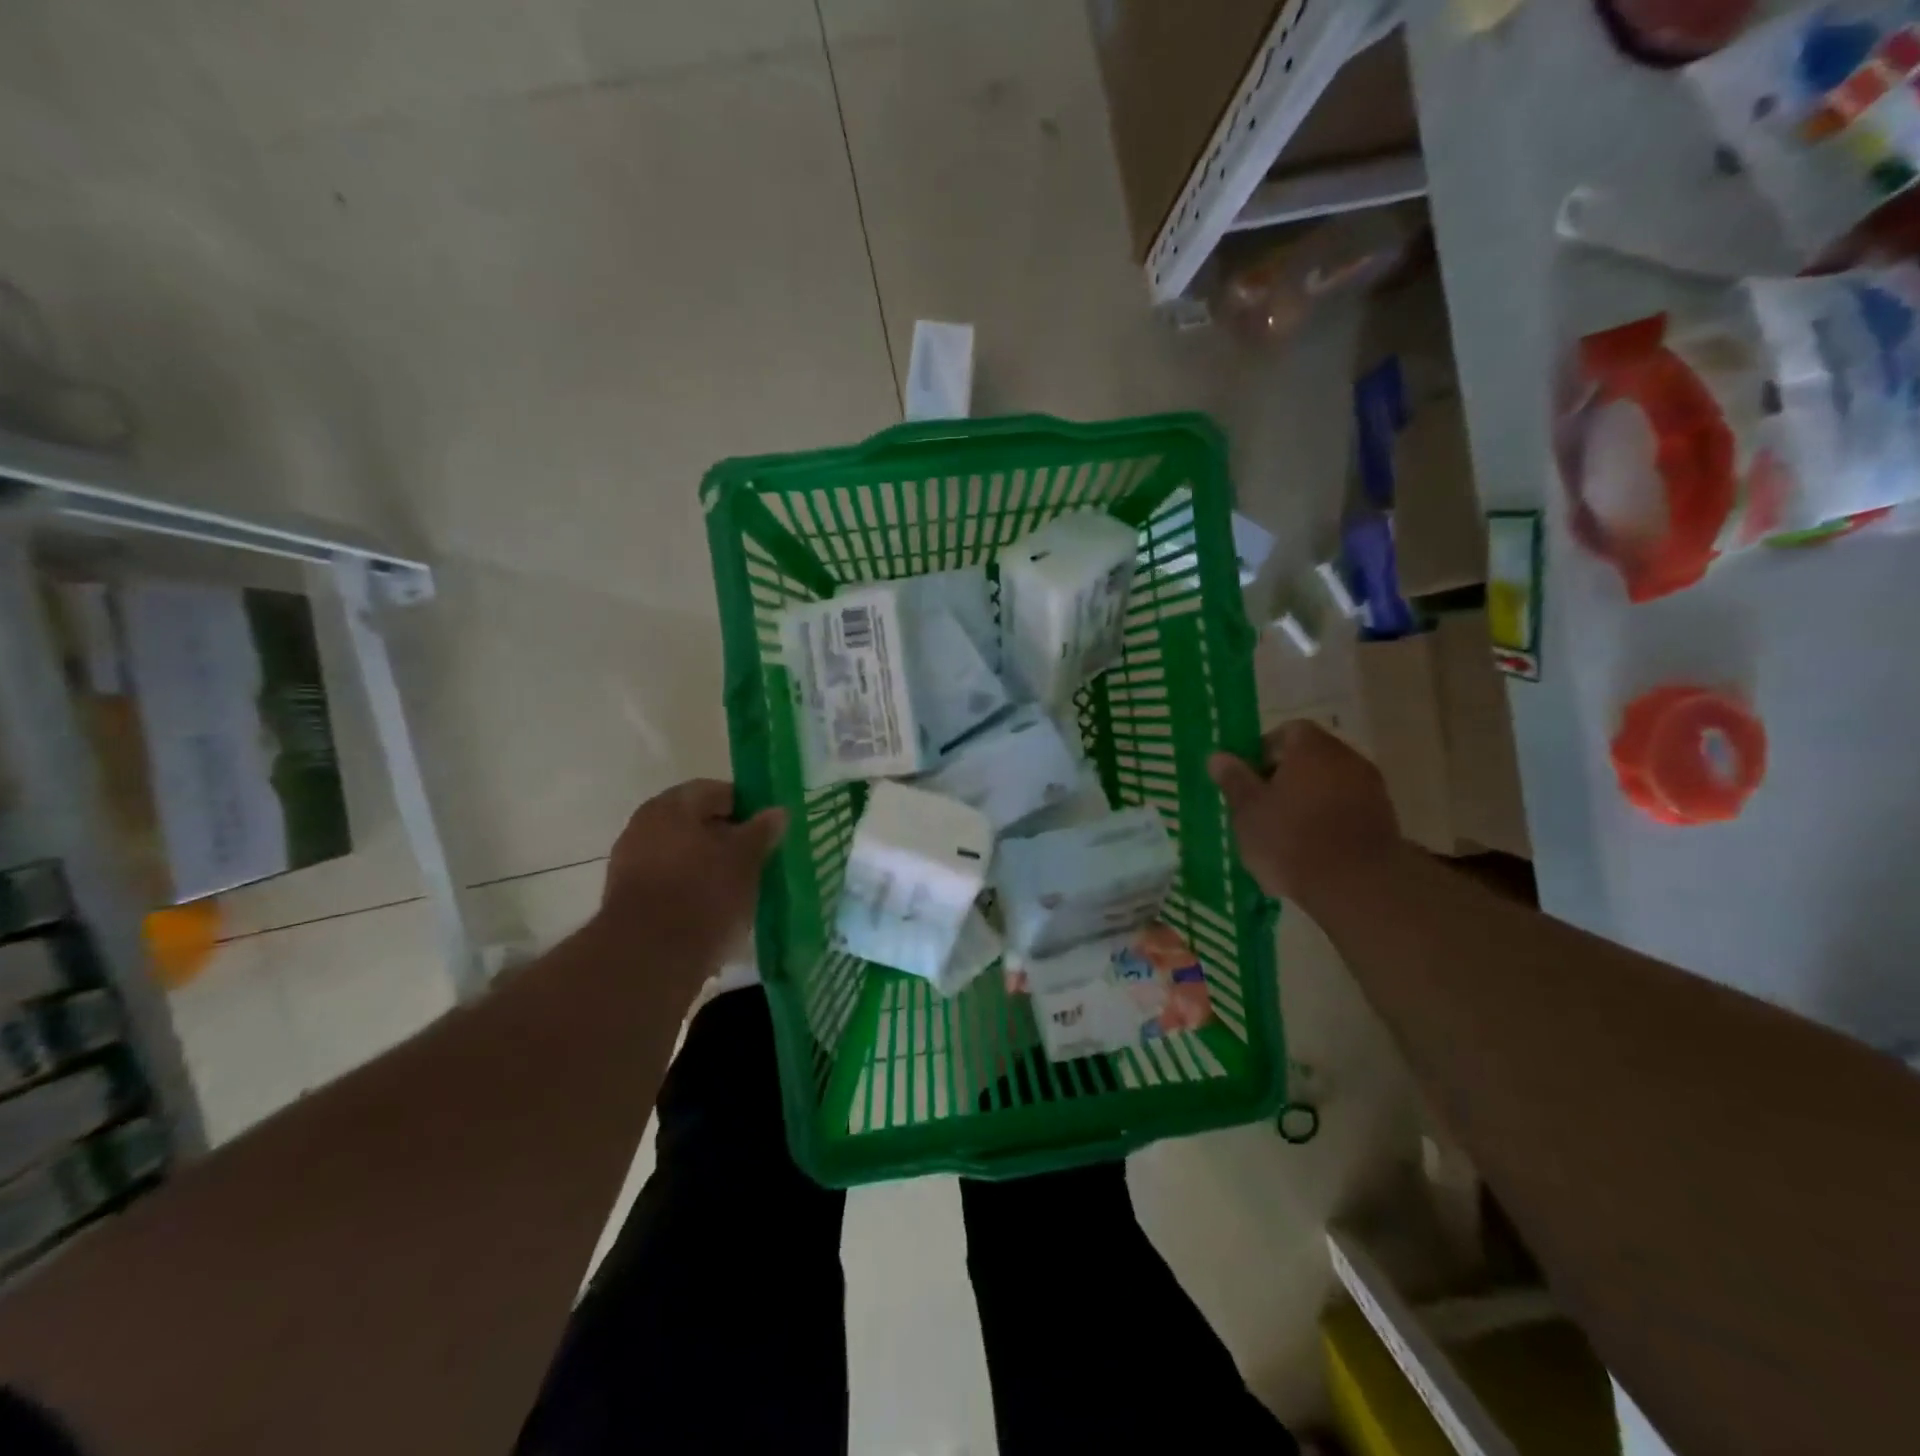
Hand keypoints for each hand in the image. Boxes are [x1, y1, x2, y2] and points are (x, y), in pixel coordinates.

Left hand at [599, 780, 786, 955]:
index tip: (768, 833)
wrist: (648, 958)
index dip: (747, 809)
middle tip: (757, 862)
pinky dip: (691, 890)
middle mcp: (645, 825)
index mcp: (672, 805)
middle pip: (697, 824)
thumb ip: (761, 831)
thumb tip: (777, 811)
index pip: (718, 792)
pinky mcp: (627, 898)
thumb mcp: (746, 859)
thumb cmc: (703, 894)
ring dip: (709, 867)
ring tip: (738, 891)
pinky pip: (669, 882)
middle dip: (728, 840)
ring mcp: (630, 862)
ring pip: (683, 854)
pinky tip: (711, 912)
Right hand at [1208, 722, 1399, 903]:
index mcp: (1311, 747)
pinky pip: (1347, 810)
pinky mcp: (1385, 819)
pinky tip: (1313, 850)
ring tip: (1286, 834)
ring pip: (1329, 785)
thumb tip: (1218, 756)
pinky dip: (1330, 821)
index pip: (1286, 732)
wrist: (1356, 885)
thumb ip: (1234, 779)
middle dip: (1286, 778)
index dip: (1263, 752)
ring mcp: (1371, 788)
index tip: (1248, 779)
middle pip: (1310, 758)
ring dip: (1309, 801)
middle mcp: (1346, 757)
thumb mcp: (1248, 810)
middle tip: (1262, 808)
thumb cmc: (1291, 838)